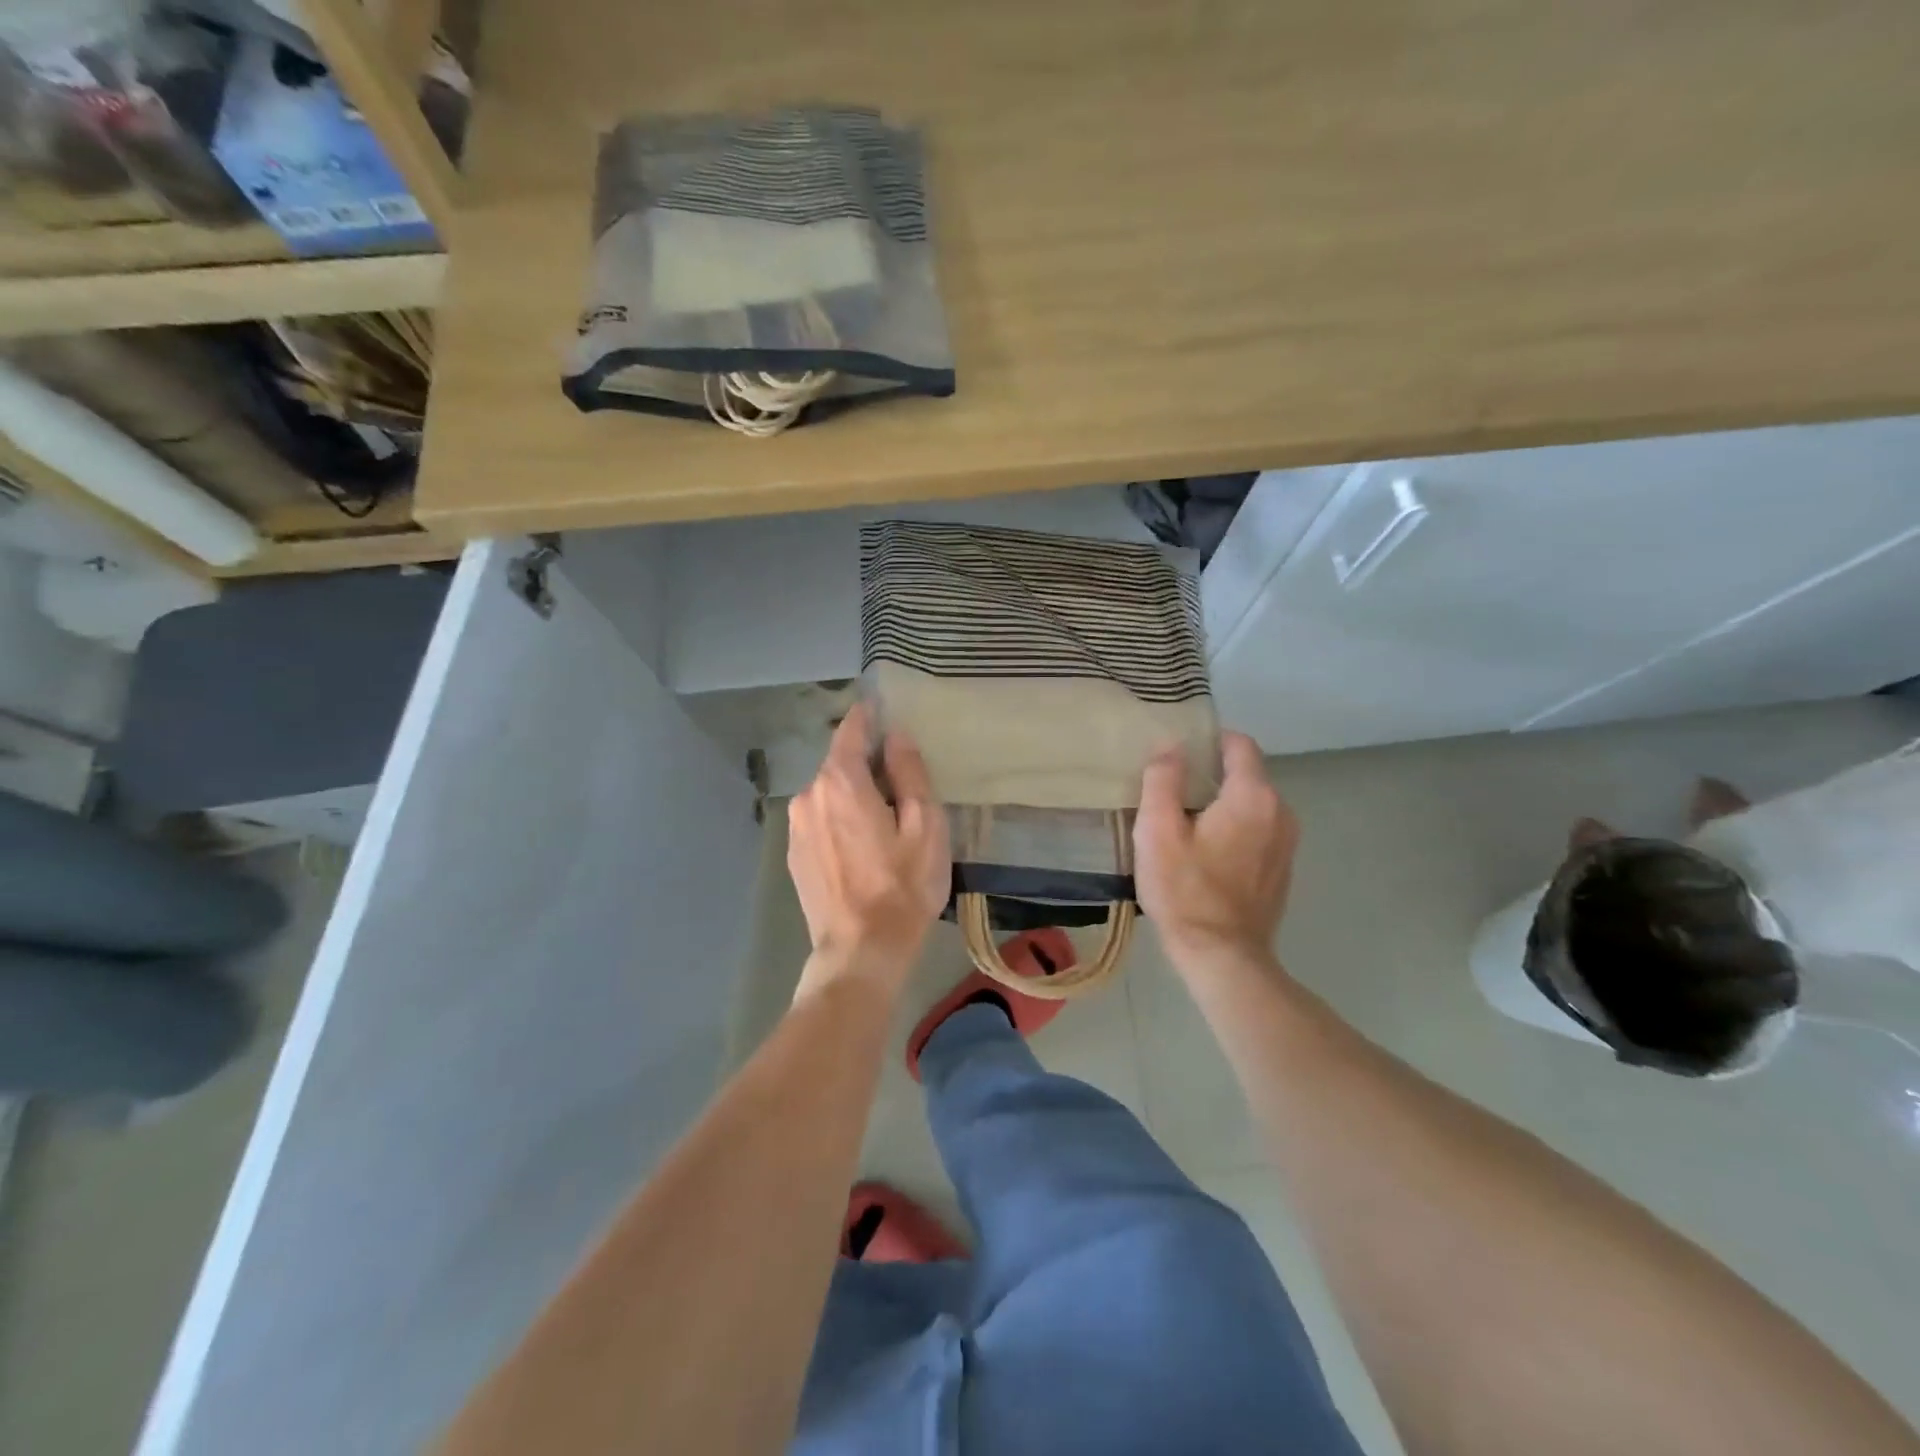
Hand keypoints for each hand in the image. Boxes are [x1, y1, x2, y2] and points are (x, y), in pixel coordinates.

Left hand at [786, 704, 950, 987]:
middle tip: (902, 784)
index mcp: (840, 782)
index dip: (869, 717)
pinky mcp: (794, 854)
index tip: (884, 710)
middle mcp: (809, 795)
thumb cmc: (902, 886)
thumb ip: (909, 772)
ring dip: (853, 795)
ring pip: (829, 793)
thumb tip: (897, 736)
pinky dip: (840, 819)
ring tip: (884, 822)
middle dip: (867, 764)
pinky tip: (862, 848)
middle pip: (840, 763)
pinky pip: (820, 820)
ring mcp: (796, 827)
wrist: (861, 950)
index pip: (851, 730)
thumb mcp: (925, 825)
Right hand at [1135, 732, 1298, 961]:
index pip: (1240, 745)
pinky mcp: (1282, 868)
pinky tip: (1207, 852)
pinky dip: (1236, 828)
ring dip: (1223, 803)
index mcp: (1253, 796)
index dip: (1210, 740)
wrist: (1222, 955)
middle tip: (1172, 790)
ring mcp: (1287, 842)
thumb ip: (1162, 779)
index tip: (1180, 752)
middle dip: (1212, 774)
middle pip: (1247, 774)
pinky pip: (1259, 830)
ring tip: (1186, 822)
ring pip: (1253, 804)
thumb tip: (1170, 745)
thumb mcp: (1157, 830)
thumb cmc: (1184, 889)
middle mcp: (1281, 812)